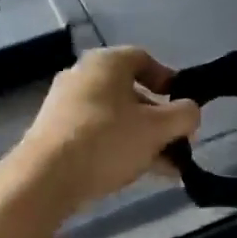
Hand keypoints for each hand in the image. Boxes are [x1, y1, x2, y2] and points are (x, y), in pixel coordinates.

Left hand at [8, 47, 200, 212]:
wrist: (45, 178)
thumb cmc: (107, 140)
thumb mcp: (157, 128)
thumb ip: (184, 116)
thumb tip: (191, 112)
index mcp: (106, 63)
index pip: (144, 59)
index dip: (169, 80)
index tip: (183, 107)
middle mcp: (83, 76)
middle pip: (131, 93)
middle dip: (159, 120)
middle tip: (178, 143)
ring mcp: (65, 106)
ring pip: (116, 118)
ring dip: (143, 139)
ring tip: (166, 168)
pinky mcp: (55, 133)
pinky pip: (97, 135)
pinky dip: (119, 148)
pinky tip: (138, 173)